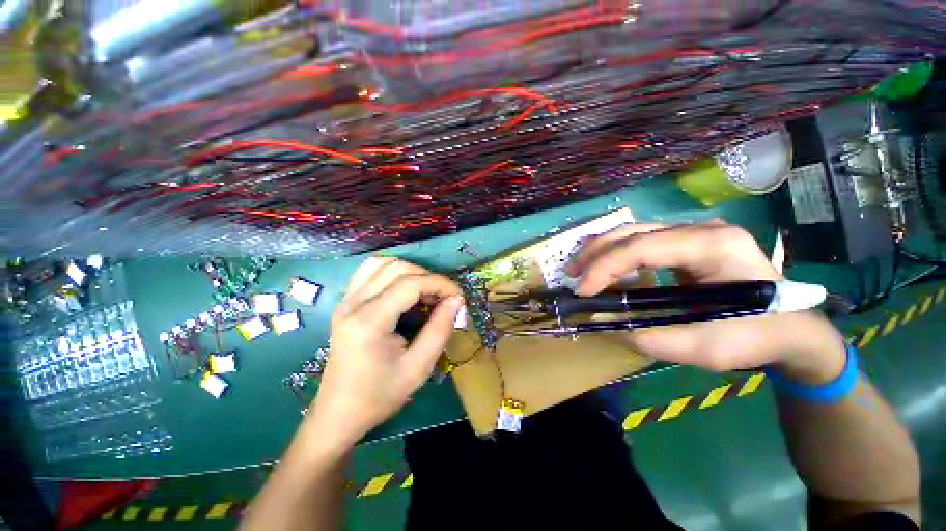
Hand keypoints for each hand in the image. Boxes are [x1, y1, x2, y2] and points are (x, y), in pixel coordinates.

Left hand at [306, 257, 462, 448]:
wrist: (339, 413)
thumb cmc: (379, 395)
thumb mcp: (418, 368)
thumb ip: (440, 329)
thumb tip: (456, 299)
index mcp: (369, 321)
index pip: (410, 284)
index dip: (440, 284)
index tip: (459, 296)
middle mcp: (353, 303)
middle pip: (397, 267)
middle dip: (427, 276)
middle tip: (444, 297)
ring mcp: (345, 300)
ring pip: (382, 263)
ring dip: (410, 271)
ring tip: (426, 291)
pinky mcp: (345, 302)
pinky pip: (370, 271)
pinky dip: (392, 272)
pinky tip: (404, 289)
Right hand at [566, 221, 845, 382]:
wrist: (792, 327)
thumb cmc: (757, 336)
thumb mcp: (707, 348)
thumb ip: (652, 338)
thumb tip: (605, 325)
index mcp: (714, 246)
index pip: (644, 247)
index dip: (605, 266)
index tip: (582, 290)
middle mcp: (701, 229)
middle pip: (633, 231)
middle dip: (596, 253)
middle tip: (572, 275)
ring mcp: (694, 232)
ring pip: (634, 231)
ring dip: (601, 250)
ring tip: (579, 270)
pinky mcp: (686, 243)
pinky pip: (641, 241)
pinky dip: (615, 254)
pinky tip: (602, 267)